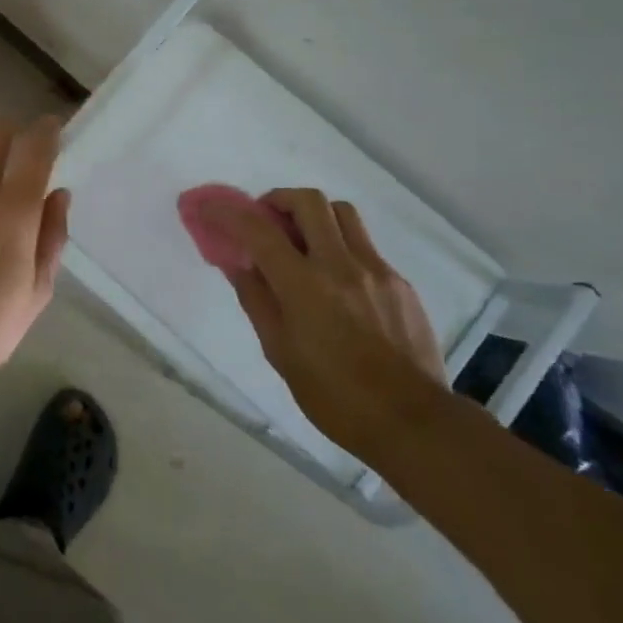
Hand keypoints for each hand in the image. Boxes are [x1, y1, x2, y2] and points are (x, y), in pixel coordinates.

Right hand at [197, 188, 448, 461]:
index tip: (208, 208)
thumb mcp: (279, 352)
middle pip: (308, 201)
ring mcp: (376, 270)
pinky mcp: (400, 283)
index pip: (257, 229)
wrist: (414, 423)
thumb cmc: (334, 396)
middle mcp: (341, 266)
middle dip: (278, 199)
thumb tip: (238, 264)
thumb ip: (256, 299)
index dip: (227, 211)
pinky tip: (337, 282)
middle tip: (266, 219)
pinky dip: (340, 247)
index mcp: (304, 286)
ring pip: (342, 213)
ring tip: (302, 242)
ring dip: (314, 216)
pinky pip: (364, 246)